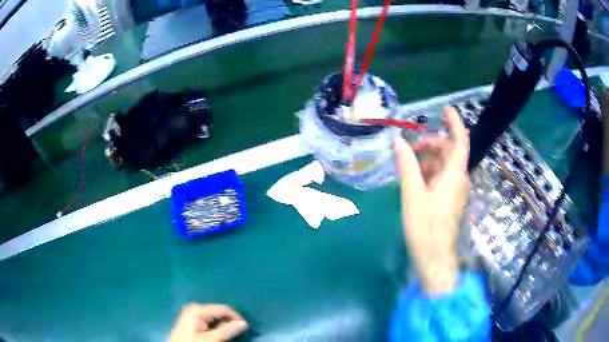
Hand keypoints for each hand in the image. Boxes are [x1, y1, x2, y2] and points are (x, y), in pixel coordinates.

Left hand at [169, 303, 247, 341]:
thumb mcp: (211, 338)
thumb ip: (227, 330)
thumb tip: (244, 323)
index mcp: (197, 308)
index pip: (223, 309)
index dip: (236, 317)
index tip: (246, 328)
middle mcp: (195, 307)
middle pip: (219, 313)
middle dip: (228, 323)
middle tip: (233, 335)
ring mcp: (193, 313)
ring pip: (215, 318)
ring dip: (222, 327)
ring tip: (224, 337)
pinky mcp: (193, 319)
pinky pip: (209, 321)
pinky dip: (216, 328)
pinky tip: (216, 335)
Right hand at [394, 106, 469, 295]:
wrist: (435, 259)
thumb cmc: (425, 227)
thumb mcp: (413, 194)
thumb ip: (407, 165)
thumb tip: (399, 142)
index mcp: (454, 175)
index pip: (460, 140)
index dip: (455, 122)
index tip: (444, 108)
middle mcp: (459, 179)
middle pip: (450, 151)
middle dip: (432, 143)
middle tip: (411, 146)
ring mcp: (456, 191)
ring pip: (444, 165)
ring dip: (428, 159)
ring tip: (407, 164)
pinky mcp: (450, 200)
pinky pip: (442, 178)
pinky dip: (429, 173)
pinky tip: (414, 179)